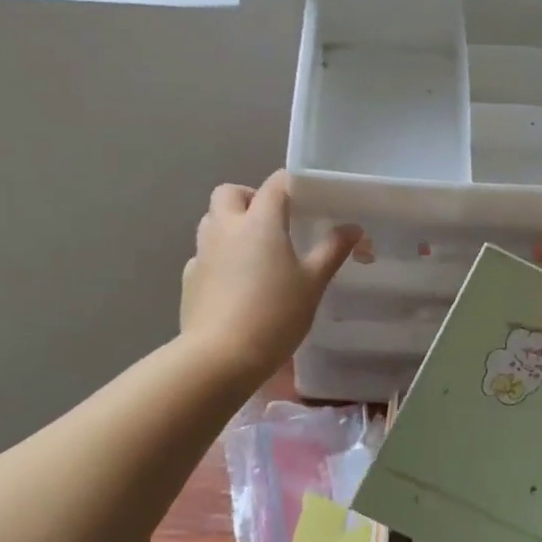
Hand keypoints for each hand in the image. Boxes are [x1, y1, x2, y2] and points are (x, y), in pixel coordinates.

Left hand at [181, 172, 360, 381]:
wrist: (220, 357)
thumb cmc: (274, 314)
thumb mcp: (313, 283)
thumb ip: (332, 250)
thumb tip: (352, 228)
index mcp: (259, 222)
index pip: (275, 184)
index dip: (291, 184)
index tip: (307, 197)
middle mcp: (226, 228)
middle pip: (229, 193)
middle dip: (249, 198)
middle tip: (272, 222)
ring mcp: (202, 253)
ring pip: (211, 221)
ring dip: (229, 225)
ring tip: (254, 251)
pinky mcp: (189, 279)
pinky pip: (203, 255)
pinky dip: (218, 258)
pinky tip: (234, 283)